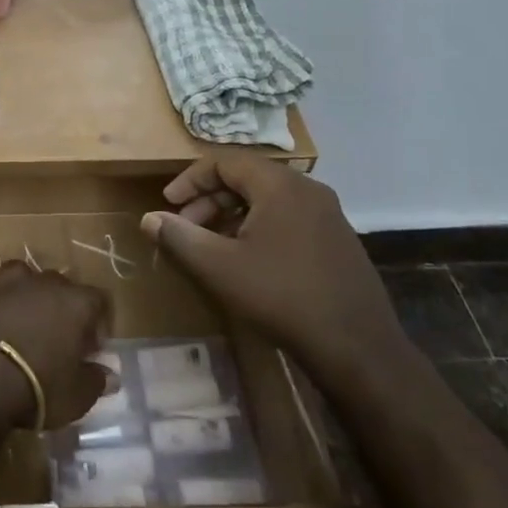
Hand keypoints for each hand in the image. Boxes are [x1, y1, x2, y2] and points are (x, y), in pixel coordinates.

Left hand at [0, 261, 111, 427]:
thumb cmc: (37, 386)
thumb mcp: (77, 396)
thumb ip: (95, 381)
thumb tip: (109, 375)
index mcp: (75, 303)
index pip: (99, 299)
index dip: (99, 322)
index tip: (92, 349)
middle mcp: (41, 284)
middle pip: (59, 283)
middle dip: (61, 305)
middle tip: (57, 336)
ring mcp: (4, 284)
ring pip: (19, 272)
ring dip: (22, 289)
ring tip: (20, 314)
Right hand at [139, 152, 406, 383]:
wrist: (357, 346)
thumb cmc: (281, 296)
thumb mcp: (219, 267)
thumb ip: (179, 237)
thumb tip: (150, 218)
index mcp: (281, 185)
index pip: (225, 162)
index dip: (191, 180)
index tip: (168, 204)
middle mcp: (308, 189)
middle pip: (247, 177)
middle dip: (209, 198)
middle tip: (186, 226)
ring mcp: (329, 214)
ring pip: (268, 198)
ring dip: (232, 213)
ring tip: (211, 244)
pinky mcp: (338, 239)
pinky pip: (289, 216)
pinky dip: (259, 226)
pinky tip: (248, 259)